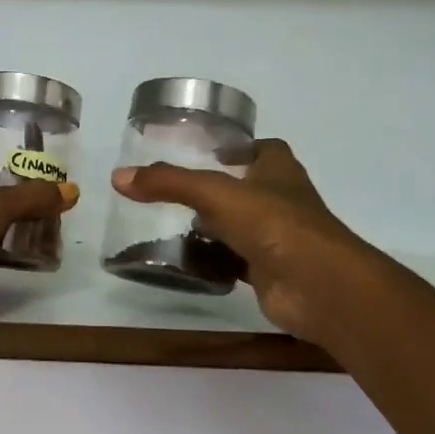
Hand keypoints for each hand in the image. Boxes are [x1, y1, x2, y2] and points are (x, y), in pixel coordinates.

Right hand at [112, 139, 362, 339]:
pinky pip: (234, 261)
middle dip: (216, 189)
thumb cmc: (274, 224)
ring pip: (238, 226)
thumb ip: (169, 183)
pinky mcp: (267, 272)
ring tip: (170, 223)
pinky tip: (185, 260)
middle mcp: (281, 201)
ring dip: (212, 226)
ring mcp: (276, 238)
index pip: (263, 149)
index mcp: (279, 171)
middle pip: (247, 188)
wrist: (316, 286)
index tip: (207, 150)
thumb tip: (118, 177)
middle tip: (174, 189)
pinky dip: (213, 260)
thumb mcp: (216, 193)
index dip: (238, 147)